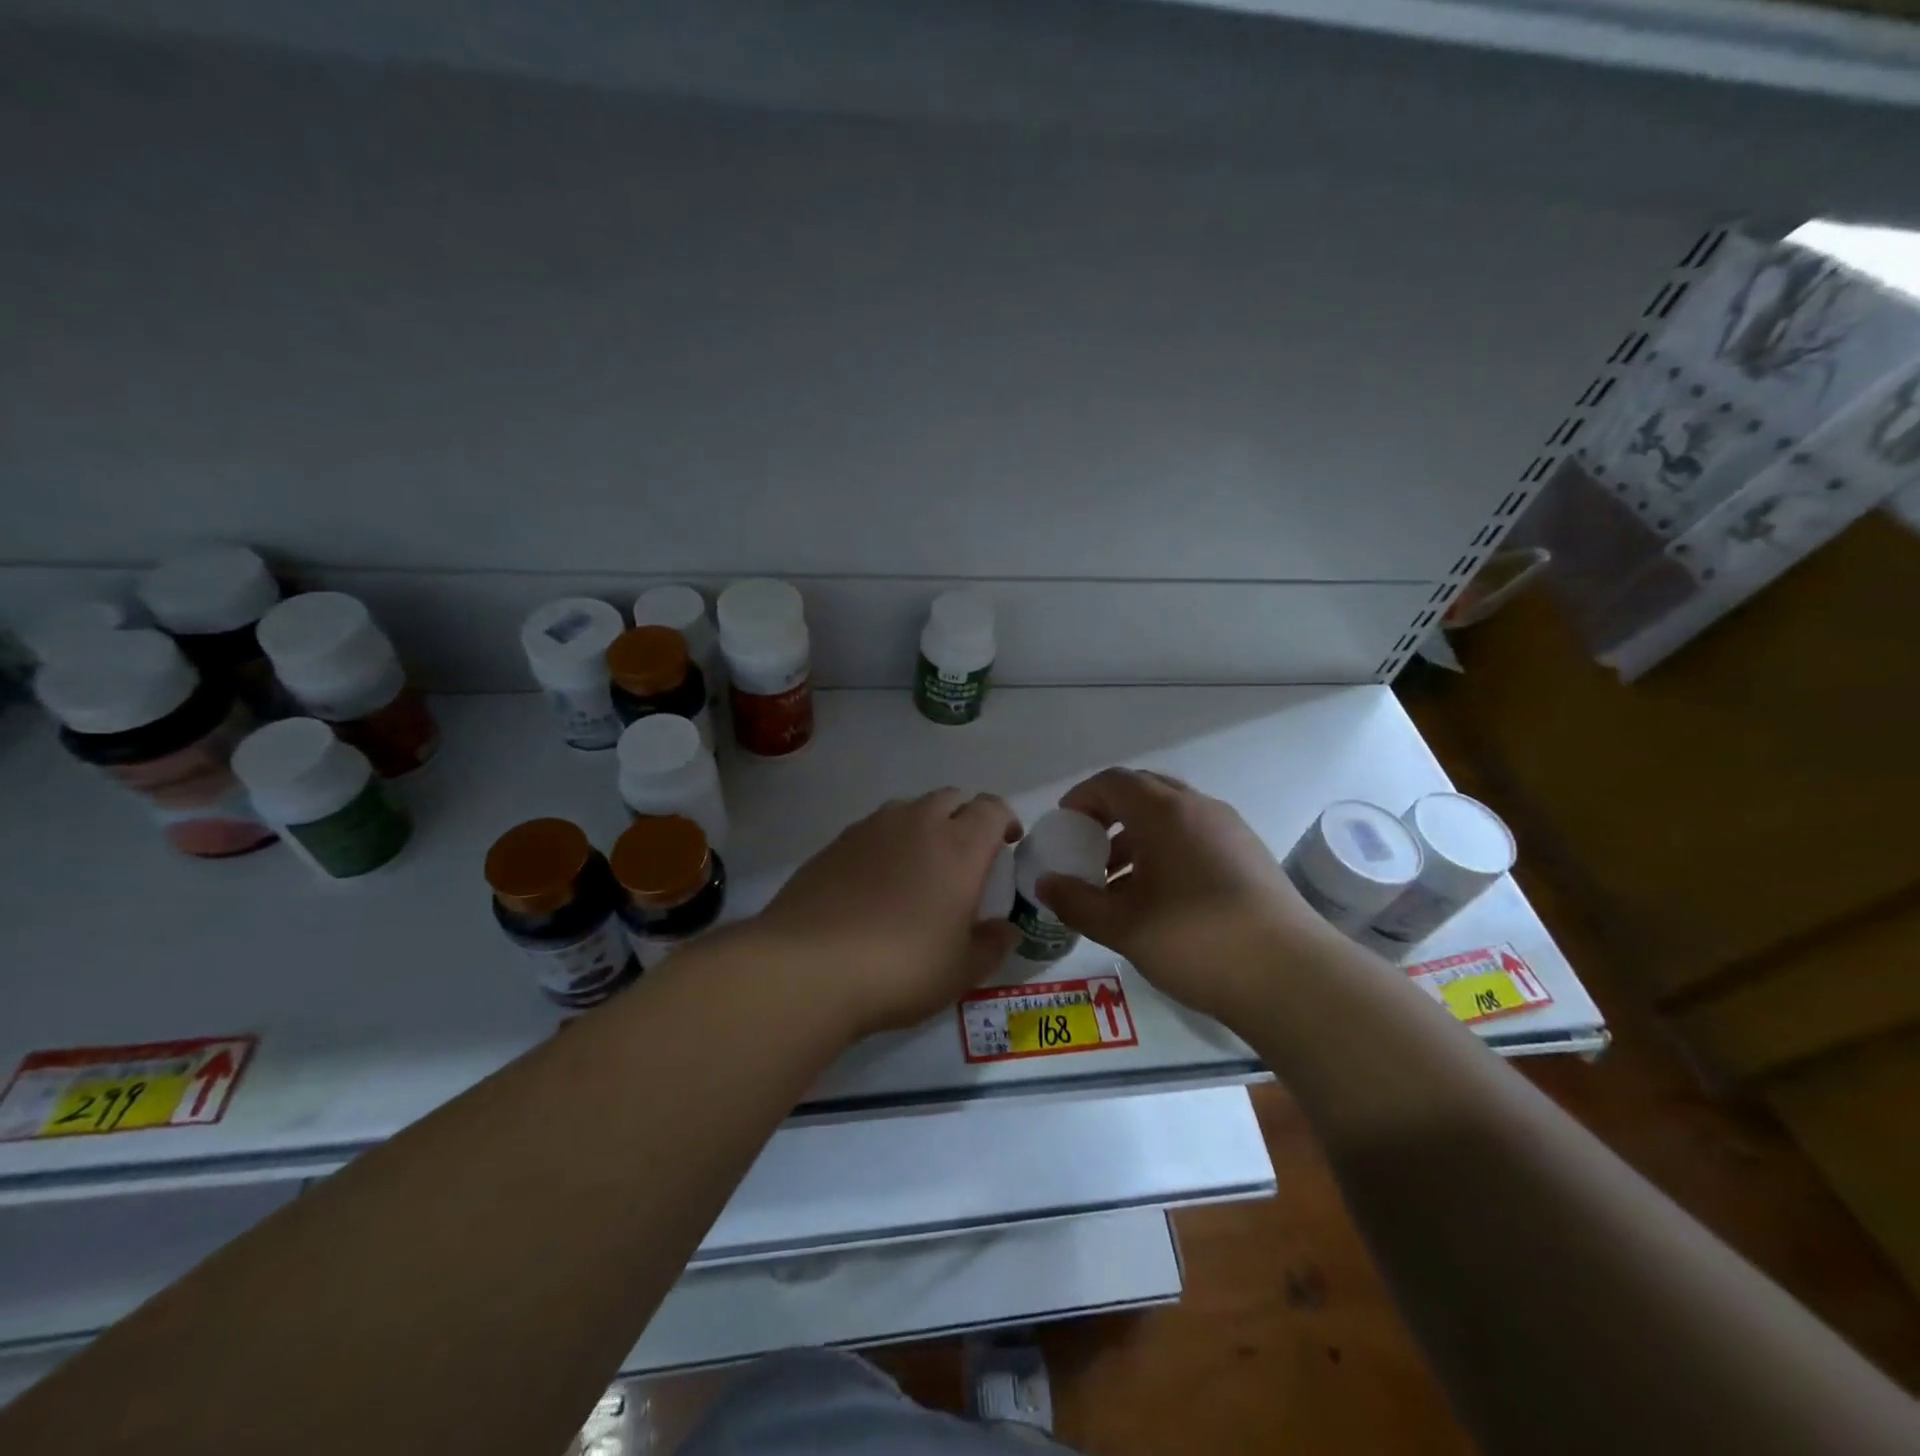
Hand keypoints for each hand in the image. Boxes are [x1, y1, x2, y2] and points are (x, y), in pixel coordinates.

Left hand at [752, 790, 1023, 1037]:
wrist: (809, 966)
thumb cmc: (901, 968)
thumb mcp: (961, 971)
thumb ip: (992, 945)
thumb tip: (1006, 929)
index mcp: (959, 846)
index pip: (993, 808)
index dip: (1005, 820)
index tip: (1007, 845)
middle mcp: (918, 823)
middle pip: (951, 798)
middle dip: (965, 817)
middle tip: (965, 858)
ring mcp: (871, 828)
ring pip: (909, 809)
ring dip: (924, 826)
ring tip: (919, 867)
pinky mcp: (835, 843)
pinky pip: (873, 829)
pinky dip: (886, 843)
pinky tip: (875, 882)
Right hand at [1036, 768, 1336, 1023]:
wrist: (1292, 976)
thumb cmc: (1195, 940)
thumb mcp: (1124, 926)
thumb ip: (1077, 901)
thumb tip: (1045, 884)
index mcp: (1165, 812)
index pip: (1113, 782)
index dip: (1082, 798)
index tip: (1064, 826)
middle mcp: (1199, 809)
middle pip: (1143, 792)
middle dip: (1109, 816)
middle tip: (1087, 849)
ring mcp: (1230, 831)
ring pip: (1171, 817)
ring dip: (1137, 837)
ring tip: (1117, 883)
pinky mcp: (1249, 856)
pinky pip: (1195, 837)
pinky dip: (1167, 852)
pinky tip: (1158, 898)